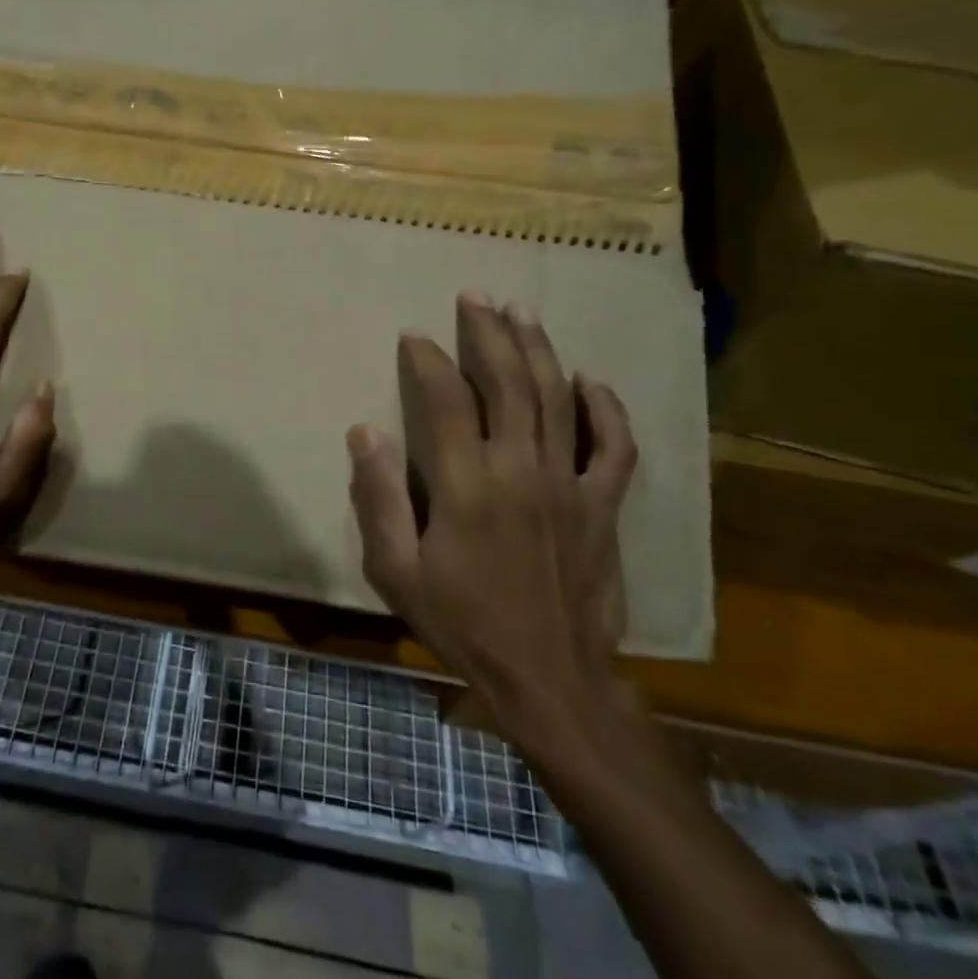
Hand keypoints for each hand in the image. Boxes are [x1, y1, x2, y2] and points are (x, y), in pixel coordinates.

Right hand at [347, 292, 636, 749]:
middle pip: (508, 383)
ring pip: (557, 399)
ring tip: (520, 313)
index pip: (446, 400)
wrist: (550, 681)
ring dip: (537, 351)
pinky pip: (614, 448)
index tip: (414, 335)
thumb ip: (379, 498)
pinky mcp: (602, 506)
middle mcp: (521, 471)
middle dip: (488, 333)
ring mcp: (569, 485)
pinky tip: (590, 380)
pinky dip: (605, 409)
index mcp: (467, 486)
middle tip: (475, 297)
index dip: (427, 360)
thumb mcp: (396, 571)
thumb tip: (363, 432)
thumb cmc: (462, 624)